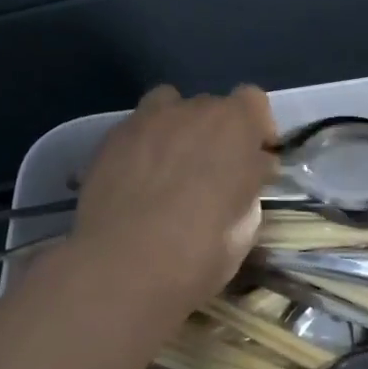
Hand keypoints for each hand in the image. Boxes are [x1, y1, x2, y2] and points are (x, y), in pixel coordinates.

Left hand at [69, 84, 276, 314]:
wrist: (120, 267)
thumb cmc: (198, 252)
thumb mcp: (244, 229)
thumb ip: (249, 187)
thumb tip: (250, 173)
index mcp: (233, 126)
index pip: (252, 101)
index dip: (257, 127)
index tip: (256, 158)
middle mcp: (190, 111)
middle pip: (210, 106)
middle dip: (216, 134)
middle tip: (213, 174)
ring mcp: (146, 120)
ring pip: (168, 107)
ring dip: (177, 129)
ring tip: (172, 167)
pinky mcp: (110, 139)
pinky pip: (137, 129)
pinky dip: (144, 146)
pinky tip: (138, 180)